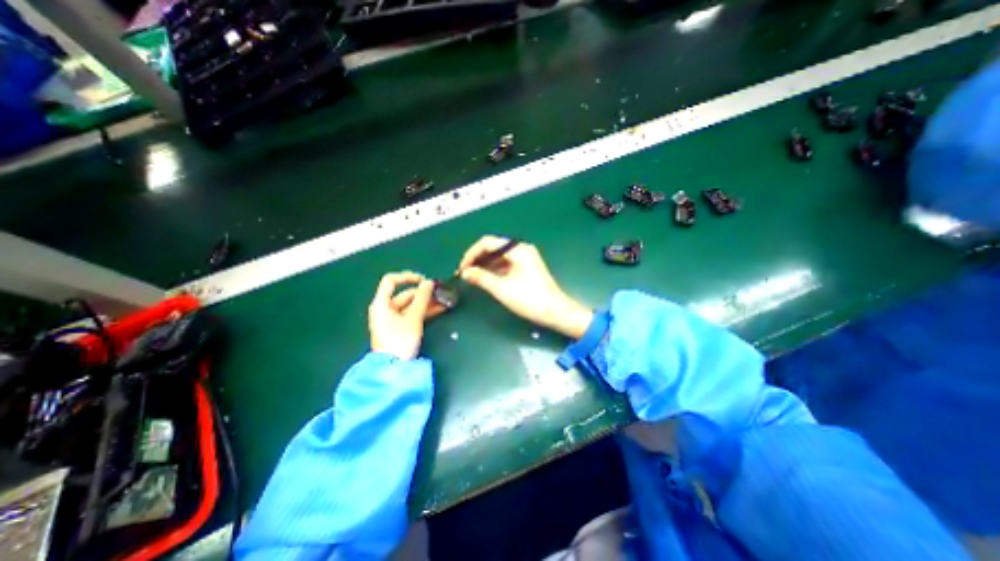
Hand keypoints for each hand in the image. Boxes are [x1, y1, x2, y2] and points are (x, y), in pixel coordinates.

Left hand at [366, 271, 444, 358]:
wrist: (393, 367)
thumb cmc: (400, 340)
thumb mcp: (413, 318)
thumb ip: (422, 298)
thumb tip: (429, 283)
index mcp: (382, 303)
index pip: (391, 281)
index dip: (407, 277)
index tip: (424, 281)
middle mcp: (385, 308)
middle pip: (405, 294)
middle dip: (424, 293)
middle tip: (440, 293)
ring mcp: (392, 318)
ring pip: (412, 305)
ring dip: (427, 302)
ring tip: (444, 301)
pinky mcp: (400, 327)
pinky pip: (413, 314)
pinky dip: (425, 311)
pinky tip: (439, 309)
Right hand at [461, 235, 591, 336]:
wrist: (555, 312)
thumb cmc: (529, 299)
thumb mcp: (502, 289)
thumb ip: (481, 278)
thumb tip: (465, 273)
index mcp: (517, 249)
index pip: (488, 243)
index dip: (472, 254)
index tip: (462, 268)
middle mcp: (522, 249)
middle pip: (494, 248)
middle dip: (478, 259)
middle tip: (465, 273)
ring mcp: (525, 258)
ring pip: (499, 256)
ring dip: (485, 265)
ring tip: (472, 276)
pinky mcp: (527, 267)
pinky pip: (506, 263)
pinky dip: (495, 269)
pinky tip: (486, 278)